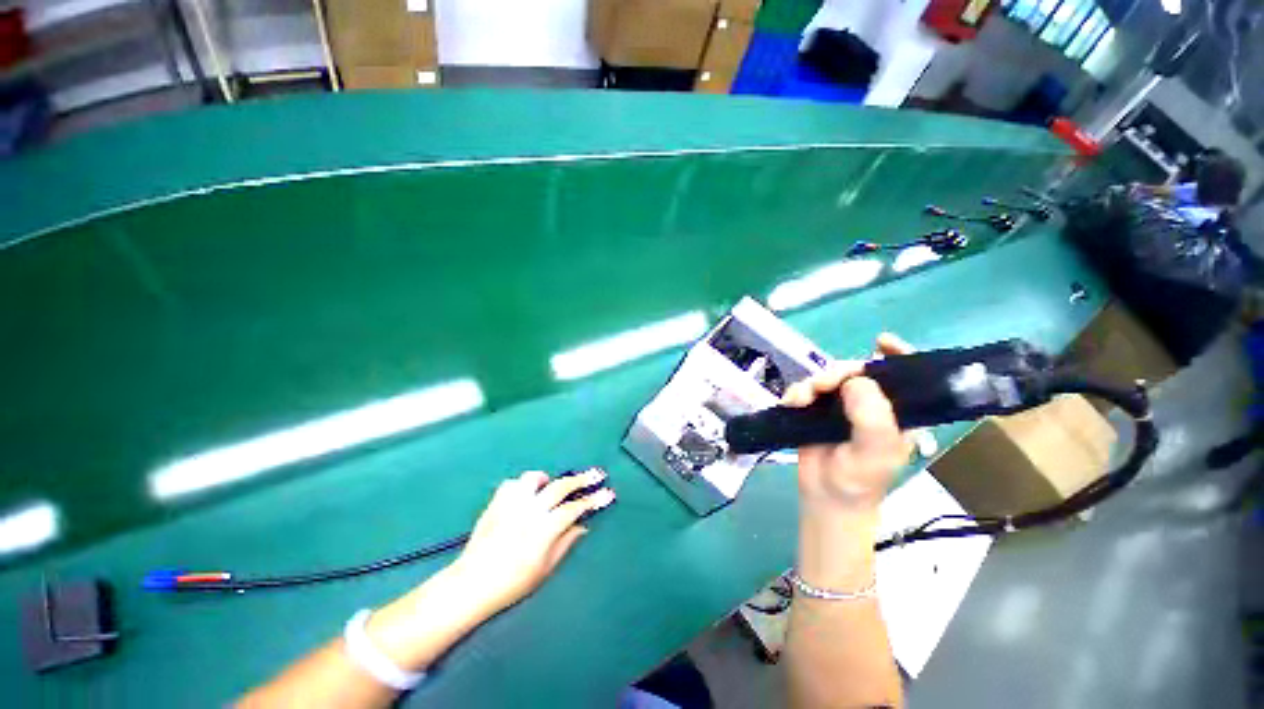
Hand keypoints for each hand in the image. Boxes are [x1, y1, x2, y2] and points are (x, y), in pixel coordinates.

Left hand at [449, 469, 614, 615]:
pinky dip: (521, 487)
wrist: (471, 585)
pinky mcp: (495, 503)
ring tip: (551, 486)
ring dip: (547, 480)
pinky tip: (525, 496)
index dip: (594, 500)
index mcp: (543, 529)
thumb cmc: (512, 584)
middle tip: (597, 474)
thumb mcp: (544, 570)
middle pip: (560, 487)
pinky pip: (512, 484)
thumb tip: (582, 525)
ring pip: (533, 478)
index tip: (609, 493)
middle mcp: (529, 510)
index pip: (574, 508)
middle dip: (582, 479)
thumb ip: (565, 543)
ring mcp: (511, 504)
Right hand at [782, 334, 912, 512]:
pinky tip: (791, 404)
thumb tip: (855, 379)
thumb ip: (873, 417)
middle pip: (856, 371)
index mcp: (896, 411)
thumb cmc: (859, 479)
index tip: (881, 341)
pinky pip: (805, 389)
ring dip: (811, 384)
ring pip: (826, 378)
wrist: (824, 497)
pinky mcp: (816, 410)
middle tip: (820, 386)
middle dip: (837, 373)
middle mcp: (870, 403)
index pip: (904, 375)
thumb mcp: (876, 452)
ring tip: (799, 401)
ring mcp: (841, 406)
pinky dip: (796, 392)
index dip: (896, 354)